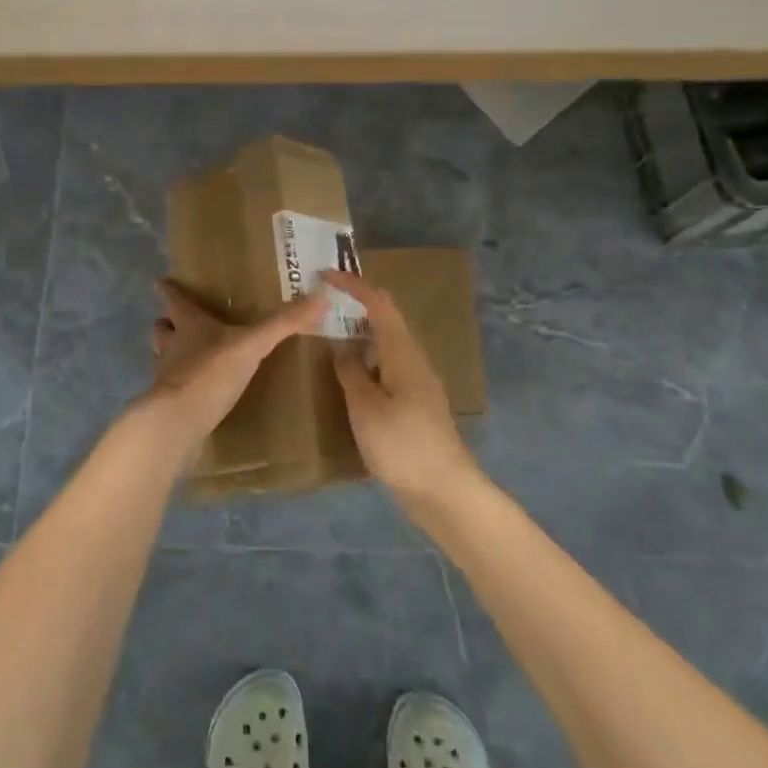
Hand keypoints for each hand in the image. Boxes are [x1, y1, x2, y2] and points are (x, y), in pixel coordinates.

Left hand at [137, 279, 328, 462]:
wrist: (179, 421)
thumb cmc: (212, 372)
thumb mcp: (253, 344)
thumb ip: (284, 323)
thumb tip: (321, 296)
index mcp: (189, 325)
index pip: (175, 301)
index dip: (169, 290)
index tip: (161, 281)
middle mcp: (172, 346)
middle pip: (163, 329)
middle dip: (168, 323)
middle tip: (175, 321)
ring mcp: (166, 377)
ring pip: (164, 357)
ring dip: (172, 354)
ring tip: (187, 356)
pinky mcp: (168, 405)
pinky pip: (174, 389)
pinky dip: (182, 386)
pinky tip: (196, 393)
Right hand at [321, 271, 479, 508]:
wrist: (444, 491)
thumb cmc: (402, 444)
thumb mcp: (365, 407)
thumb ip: (350, 372)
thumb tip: (341, 346)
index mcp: (402, 351)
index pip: (378, 303)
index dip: (353, 285)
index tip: (324, 275)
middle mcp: (414, 359)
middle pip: (386, 319)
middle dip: (356, 305)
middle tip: (323, 304)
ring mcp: (418, 381)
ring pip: (387, 343)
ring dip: (361, 333)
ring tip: (329, 334)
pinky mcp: (416, 403)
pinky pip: (388, 365)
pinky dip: (367, 358)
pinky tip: (350, 375)